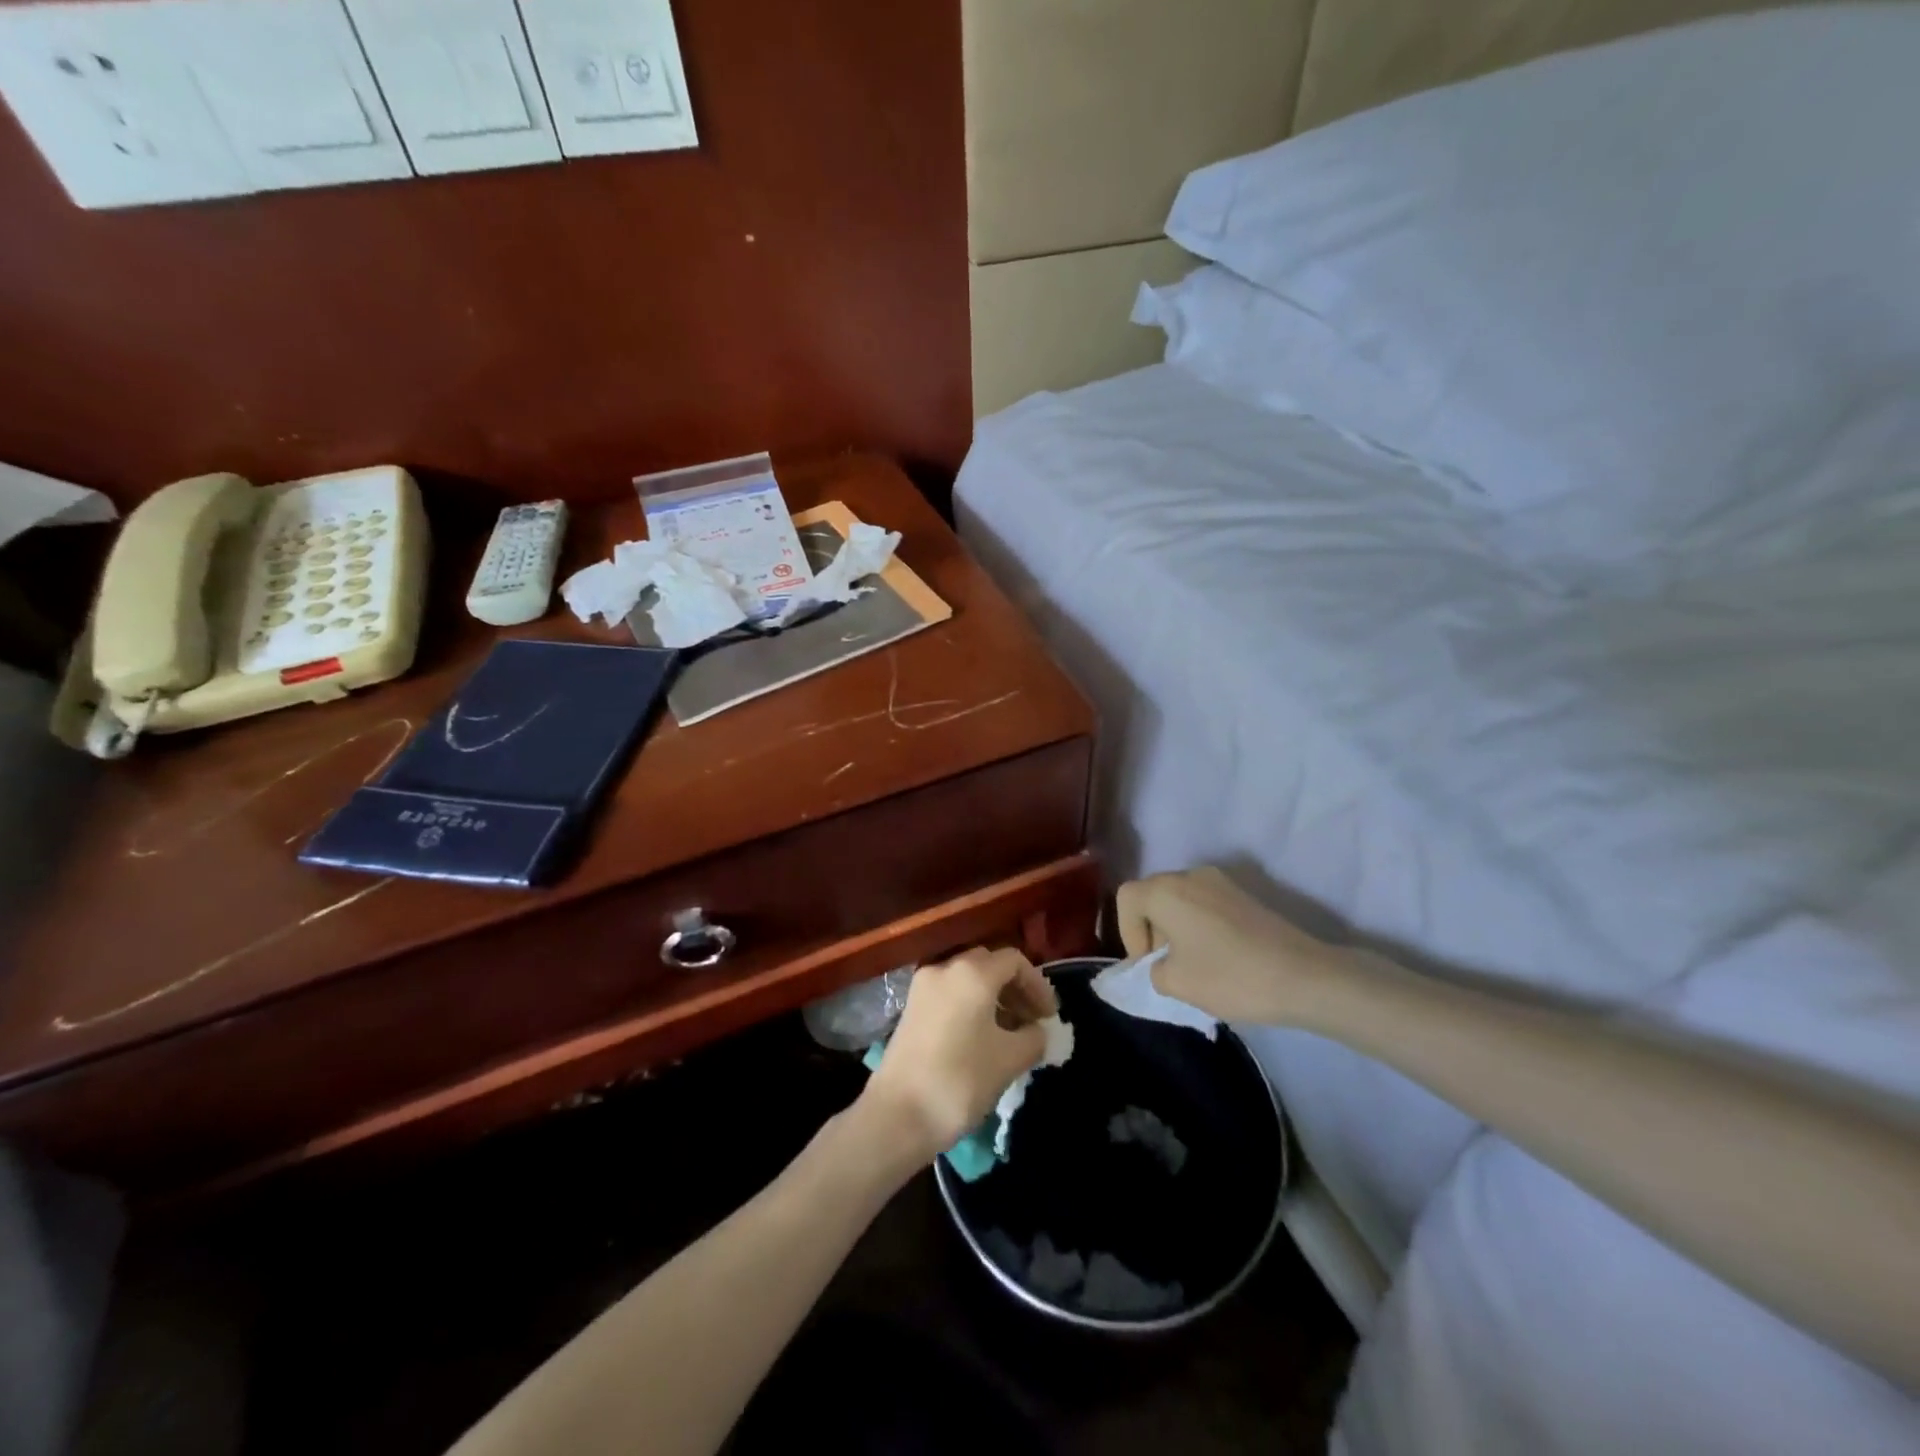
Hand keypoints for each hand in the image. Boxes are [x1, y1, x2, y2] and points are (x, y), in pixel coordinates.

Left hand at [861, 948, 1058, 1163]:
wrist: (898, 1113)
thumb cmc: (960, 1080)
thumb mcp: (1009, 1060)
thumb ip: (1033, 1038)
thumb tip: (1038, 1030)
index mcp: (973, 973)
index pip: (1014, 961)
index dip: (1037, 985)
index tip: (1049, 1017)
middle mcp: (946, 968)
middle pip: (989, 964)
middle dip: (1015, 988)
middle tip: (1032, 1020)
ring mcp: (923, 986)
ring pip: (967, 978)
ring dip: (993, 997)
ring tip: (1010, 1033)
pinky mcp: (911, 1007)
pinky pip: (949, 993)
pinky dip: (970, 1005)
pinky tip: (981, 1037)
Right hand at [1116, 866, 1343, 1025]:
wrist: (1305, 977)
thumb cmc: (1230, 977)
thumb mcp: (1176, 983)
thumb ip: (1153, 970)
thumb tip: (1160, 964)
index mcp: (1166, 890)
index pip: (1126, 898)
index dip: (1127, 932)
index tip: (1147, 964)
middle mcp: (1190, 875)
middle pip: (1153, 894)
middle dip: (1151, 929)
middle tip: (1167, 966)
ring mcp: (1221, 881)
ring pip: (1180, 898)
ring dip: (1176, 926)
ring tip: (1193, 963)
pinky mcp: (1245, 893)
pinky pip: (1206, 903)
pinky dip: (1200, 924)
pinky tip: (1218, 955)